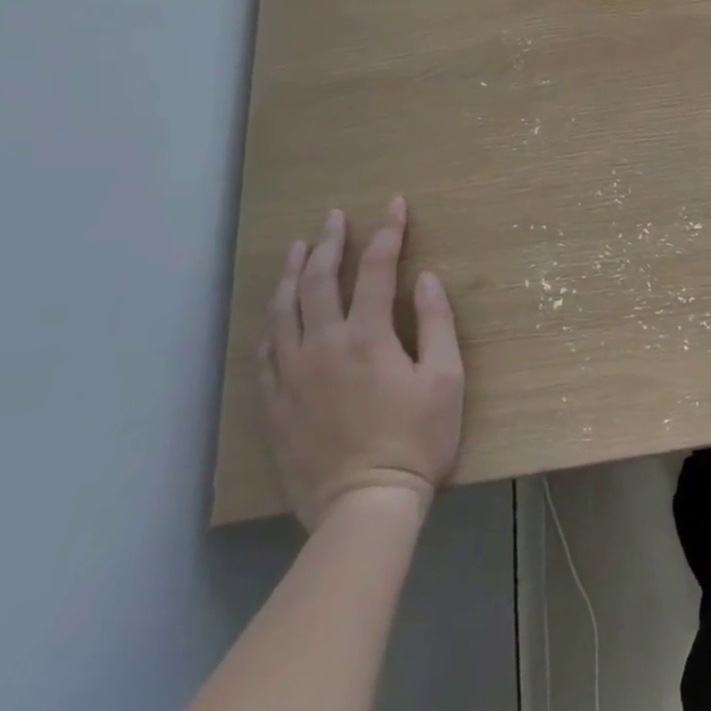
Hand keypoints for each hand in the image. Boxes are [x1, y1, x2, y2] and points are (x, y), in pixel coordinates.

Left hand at [257, 198, 464, 530]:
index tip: (395, 205)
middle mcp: (322, 347)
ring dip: (290, 273)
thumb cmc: (417, 440)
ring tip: (296, 248)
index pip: (375, 269)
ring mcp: (292, 376)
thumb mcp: (446, 379)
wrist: (364, 506)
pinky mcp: (276, 404)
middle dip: (328, 242)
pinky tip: (276, 313)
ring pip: (283, 311)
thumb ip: (436, 323)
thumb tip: (425, 278)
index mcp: (368, 337)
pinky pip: (265, 352)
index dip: (387, 232)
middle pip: (317, 281)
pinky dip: (272, 322)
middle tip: (333, 216)